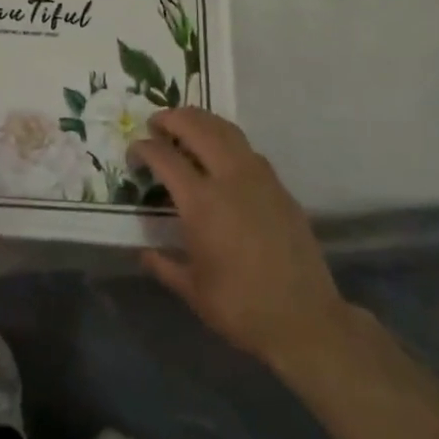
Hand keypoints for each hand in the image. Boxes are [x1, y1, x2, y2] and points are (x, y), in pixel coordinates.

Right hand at [130, 109, 351, 377]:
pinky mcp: (280, 187)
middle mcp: (230, 179)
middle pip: (197, 128)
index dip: (144, 148)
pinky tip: (220, 154)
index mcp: (201, 203)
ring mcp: (259, 179)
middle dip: (172, 119)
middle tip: (156, 123)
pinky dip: (227, 140)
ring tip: (186, 125)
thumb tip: (145, 253)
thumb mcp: (192, 290)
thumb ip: (164, 265)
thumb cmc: (240, 307)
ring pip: (227, 130)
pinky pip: (248, 150)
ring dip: (202, 121)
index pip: (165, 158)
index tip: (134, 150)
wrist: (305, 319)